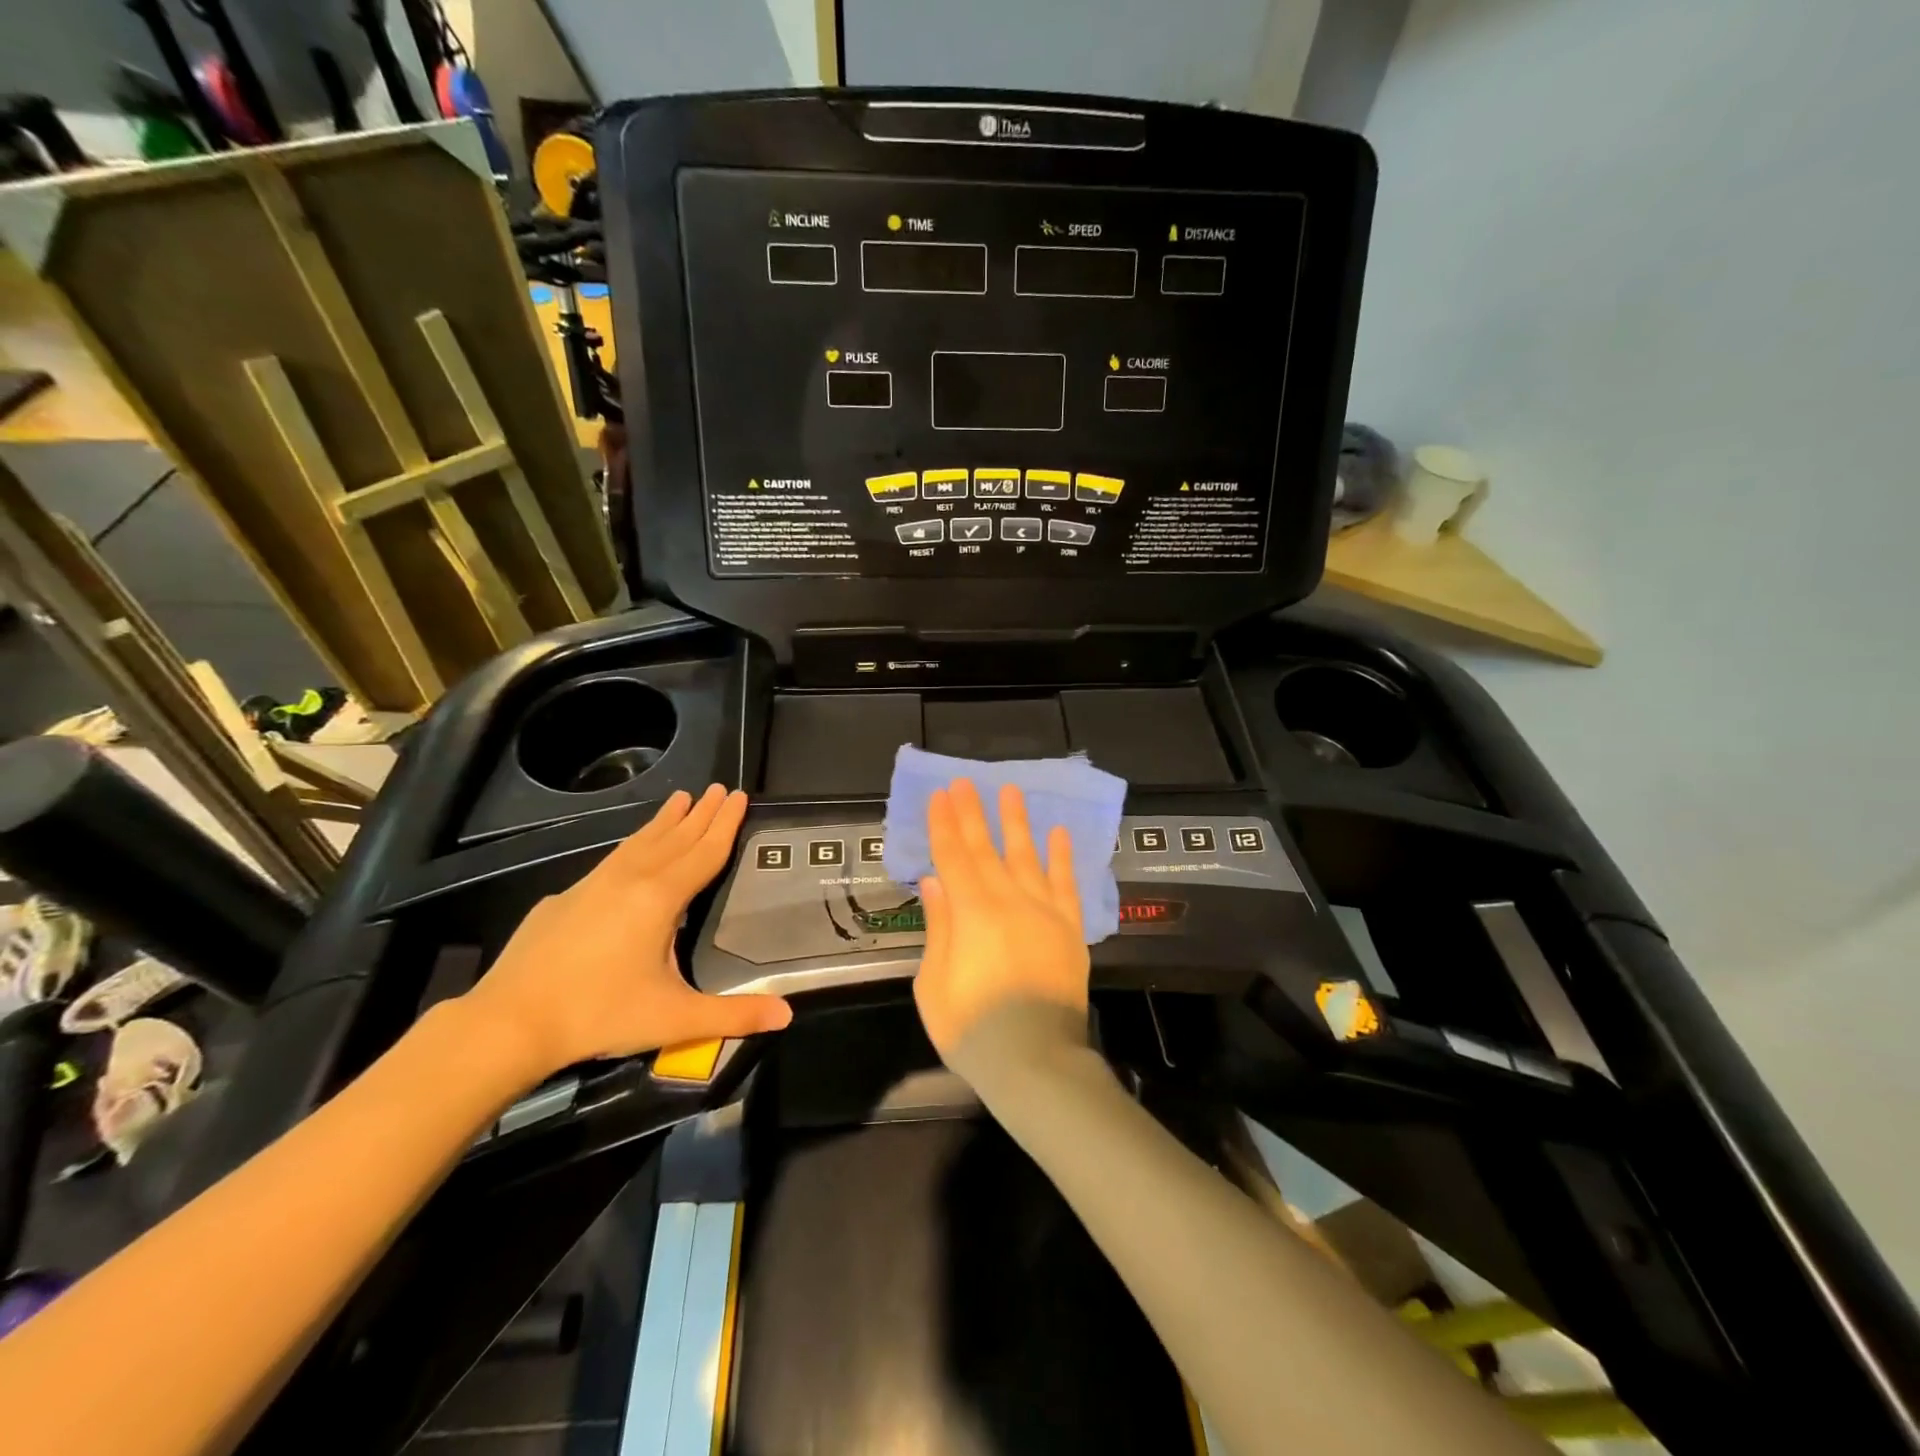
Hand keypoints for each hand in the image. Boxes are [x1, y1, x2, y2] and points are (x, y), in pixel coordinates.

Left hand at [465, 785, 790, 1073]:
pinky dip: (633, 842)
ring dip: (665, 820)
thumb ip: (734, 1014)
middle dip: (700, 813)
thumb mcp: (675, 1018)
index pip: (704, 851)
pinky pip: (612, 858)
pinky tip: (631, 848)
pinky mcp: (565, 898)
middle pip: (675, 837)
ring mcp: (592, 884)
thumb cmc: (600, 1014)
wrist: (509, 1023)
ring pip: (639, 841)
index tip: (737, 795)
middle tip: (718, 788)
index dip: (725, 824)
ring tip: (680, 798)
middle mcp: (629, 879)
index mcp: (660, 898)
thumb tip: (788, 1015)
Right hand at [914, 779, 1089, 1061]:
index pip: (953, 857)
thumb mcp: (934, 984)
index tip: (940, 795)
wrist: (1036, 1061)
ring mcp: (1044, 912)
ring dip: (1017, 823)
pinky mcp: (1070, 929)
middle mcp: (1009, 901)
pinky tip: (1058, 833)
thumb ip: (939, 927)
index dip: (945, 825)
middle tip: (966, 782)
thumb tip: (936, 881)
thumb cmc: (973, 1029)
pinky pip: (1066, 885)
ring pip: (1027, 857)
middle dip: (973, 814)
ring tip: (1011, 791)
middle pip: (987, 849)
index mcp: (972, 913)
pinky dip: (1062, 858)